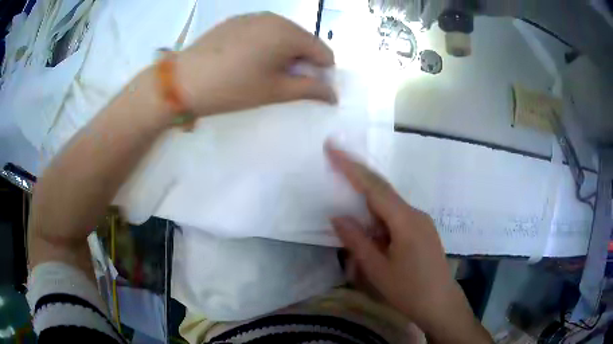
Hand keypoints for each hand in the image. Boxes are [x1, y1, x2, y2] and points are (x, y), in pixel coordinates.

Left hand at [177, 12, 335, 116]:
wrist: (183, 80)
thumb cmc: (233, 87)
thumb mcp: (275, 91)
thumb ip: (310, 90)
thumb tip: (333, 95)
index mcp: (289, 33)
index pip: (324, 51)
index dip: (322, 72)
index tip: (307, 88)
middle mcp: (275, 18)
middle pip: (304, 40)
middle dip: (302, 61)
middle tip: (282, 82)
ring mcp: (253, 16)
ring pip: (283, 34)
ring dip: (283, 53)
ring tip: (262, 72)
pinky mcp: (236, 20)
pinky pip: (262, 31)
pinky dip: (265, 45)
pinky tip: (246, 60)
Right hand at [326, 143, 491, 343]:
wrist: (441, 304)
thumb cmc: (409, 290)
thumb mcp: (378, 269)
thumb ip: (357, 241)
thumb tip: (337, 217)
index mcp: (405, 220)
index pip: (374, 187)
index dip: (351, 167)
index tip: (332, 148)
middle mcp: (415, 214)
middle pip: (382, 191)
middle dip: (357, 180)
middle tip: (334, 167)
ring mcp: (421, 221)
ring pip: (389, 207)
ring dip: (368, 209)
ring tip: (353, 223)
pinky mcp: (422, 231)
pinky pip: (396, 217)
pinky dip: (379, 220)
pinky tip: (373, 236)